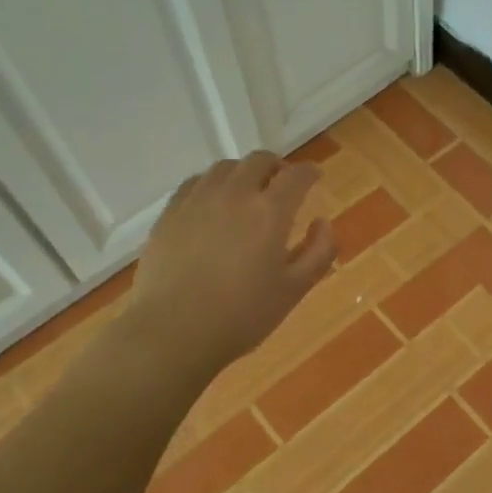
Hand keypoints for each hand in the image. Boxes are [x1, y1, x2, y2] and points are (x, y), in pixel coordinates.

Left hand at [128, 151, 336, 371]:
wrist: (173, 332)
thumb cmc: (242, 315)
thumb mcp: (294, 290)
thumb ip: (318, 252)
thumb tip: (322, 222)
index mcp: (270, 212)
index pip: (296, 176)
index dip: (309, 172)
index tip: (315, 177)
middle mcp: (235, 194)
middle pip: (259, 161)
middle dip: (276, 166)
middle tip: (282, 183)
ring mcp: (198, 200)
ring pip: (225, 167)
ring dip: (243, 172)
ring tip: (247, 191)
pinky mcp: (170, 213)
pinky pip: (195, 183)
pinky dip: (212, 184)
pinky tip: (212, 203)